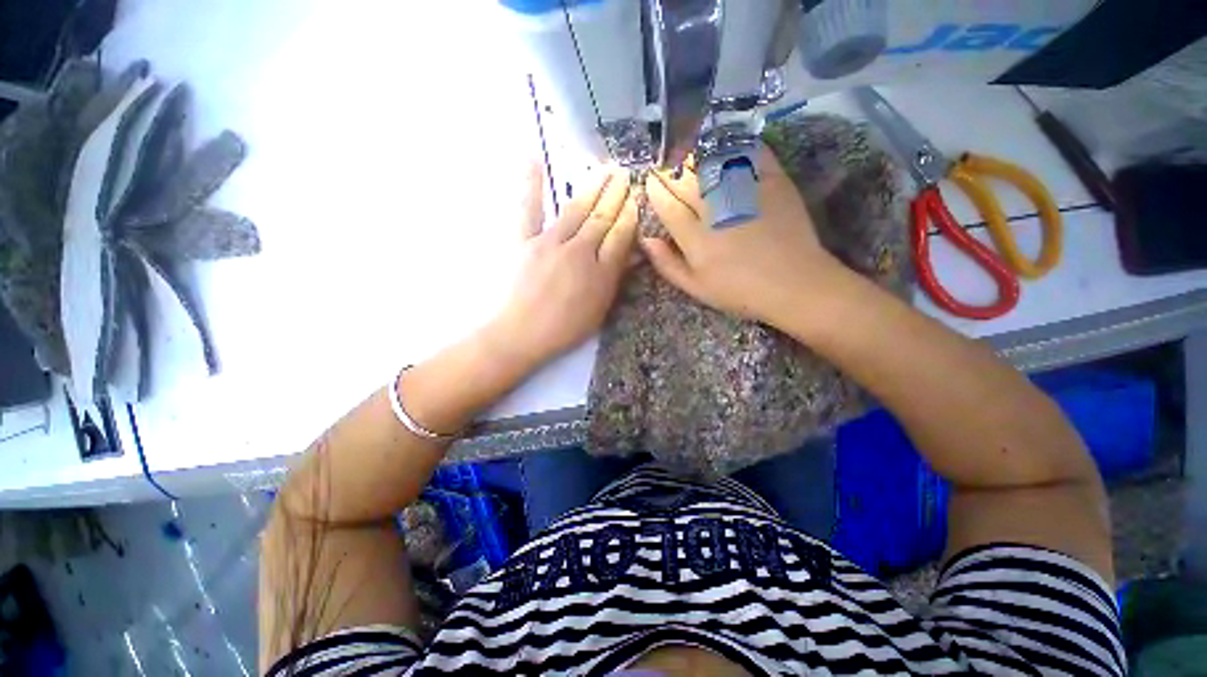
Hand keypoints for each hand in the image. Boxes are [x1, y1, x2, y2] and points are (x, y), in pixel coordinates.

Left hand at [487, 164, 638, 368]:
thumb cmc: (564, 328)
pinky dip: (531, 184)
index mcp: (600, 272)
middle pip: (602, 218)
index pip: (621, 236)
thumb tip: (632, 255)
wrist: (521, 334)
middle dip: (616, 195)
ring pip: (575, 210)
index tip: (637, 198)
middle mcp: (579, 252)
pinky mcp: (523, 241)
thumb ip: (615, 279)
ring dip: (592, 188)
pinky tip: (534, 160)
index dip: (630, 215)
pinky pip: (528, 209)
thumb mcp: (599, 310)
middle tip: (625, 173)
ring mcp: (549, 243)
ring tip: (604, 169)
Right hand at [642, 146, 844, 326]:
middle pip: (686, 183)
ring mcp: (745, 193)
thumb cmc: (739, 291)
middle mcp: (716, 210)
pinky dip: (736, 145)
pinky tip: (724, 143)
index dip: (655, 191)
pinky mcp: (773, 182)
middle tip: (662, 161)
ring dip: (694, 155)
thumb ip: (667, 264)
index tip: (649, 180)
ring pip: (712, 165)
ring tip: (685, 150)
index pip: (668, 206)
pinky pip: (750, 155)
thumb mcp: (696, 288)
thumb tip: (645, 239)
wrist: (794, 283)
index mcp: (696, 238)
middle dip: (669, 170)